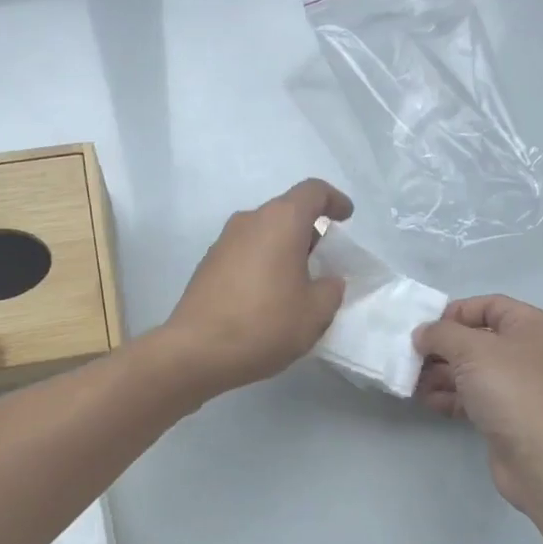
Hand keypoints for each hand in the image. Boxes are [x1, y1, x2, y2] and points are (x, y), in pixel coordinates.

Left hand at [161, 179, 353, 399]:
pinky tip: (267, 298)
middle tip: (323, 263)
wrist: (196, 351)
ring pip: (263, 234)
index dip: (334, 200)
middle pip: (286, 213)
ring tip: (296, 285)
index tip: (346, 217)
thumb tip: (327, 281)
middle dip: (309, 232)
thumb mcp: (315, 313)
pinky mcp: (207, 266)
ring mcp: (223, 243)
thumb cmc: (264, 325)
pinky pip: (244, 254)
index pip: (312, 192)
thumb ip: (330, 290)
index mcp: (280, 222)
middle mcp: (249, 222)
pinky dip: (262, 265)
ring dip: (283, 251)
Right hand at [414, 296, 542, 513]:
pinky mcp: (505, 415)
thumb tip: (422, 334)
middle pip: (475, 340)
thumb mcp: (471, 350)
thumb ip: (441, 334)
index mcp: (529, 326)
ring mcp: (516, 386)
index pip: (487, 305)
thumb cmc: (512, 390)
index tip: (425, 329)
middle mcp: (526, 351)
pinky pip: (471, 397)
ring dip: (439, 374)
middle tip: (410, 358)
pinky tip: (426, 401)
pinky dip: (449, 397)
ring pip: (470, 371)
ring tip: (412, 382)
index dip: (454, 312)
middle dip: (441, 348)